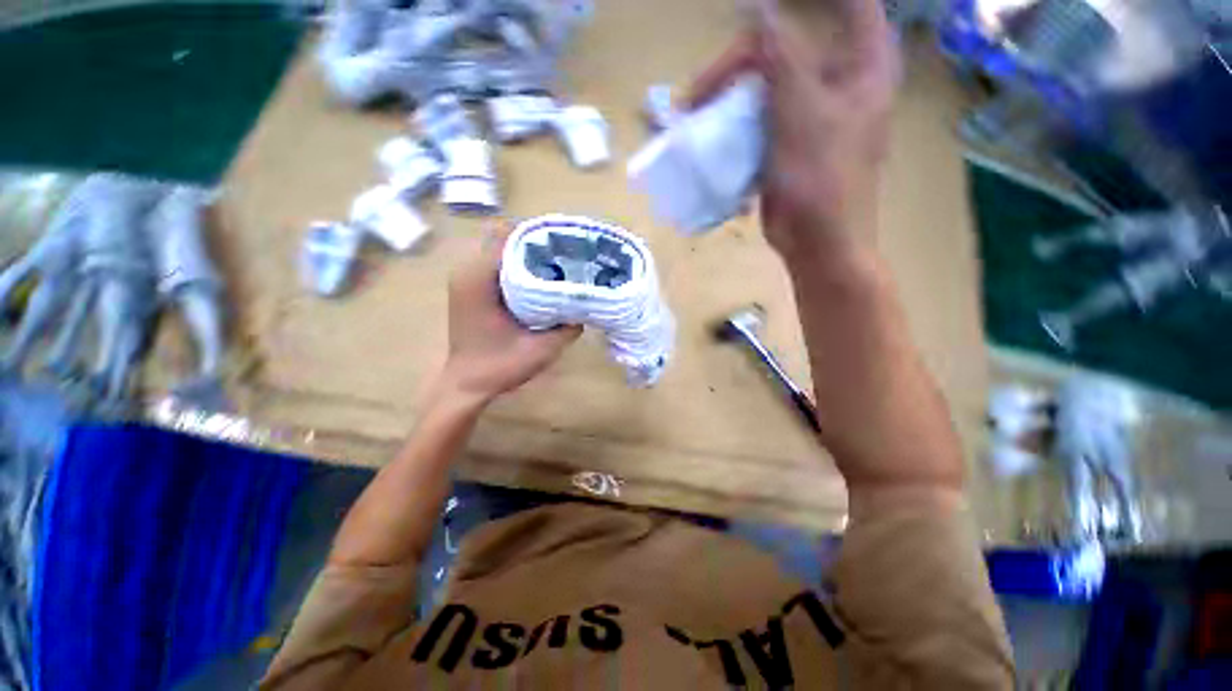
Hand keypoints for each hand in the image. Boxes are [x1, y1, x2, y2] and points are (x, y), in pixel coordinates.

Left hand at [439, 222, 581, 406]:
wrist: (467, 385)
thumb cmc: (499, 368)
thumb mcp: (541, 349)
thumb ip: (568, 327)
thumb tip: (587, 304)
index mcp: (479, 279)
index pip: (512, 238)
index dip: (542, 238)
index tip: (569, 245)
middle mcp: (468, 270)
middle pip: (507, 237)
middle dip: (539, 243)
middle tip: (569, 255)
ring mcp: (467, 277)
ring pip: (504, 248)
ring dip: (530, 254)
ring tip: (559, 264)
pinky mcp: (472, 287)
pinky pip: (499, 263)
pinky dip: (521, 265)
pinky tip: (542, 280)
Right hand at [687, 0, 897, 257]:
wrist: (816, 241)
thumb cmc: (822, 178)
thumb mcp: (801, 111)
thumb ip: (780, 57)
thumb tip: (757, 12)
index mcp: (862, 65)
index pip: (851, 5)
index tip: (761, 7)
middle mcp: (837, 82)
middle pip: (785, 49)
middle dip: (739, 66)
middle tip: (700, 93)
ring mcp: (808, 115)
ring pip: (763, 88)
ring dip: (727, 101)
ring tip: (694, 117)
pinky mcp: (785, 144)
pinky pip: (755, 122)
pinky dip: (732, 128)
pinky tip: (709, 140)